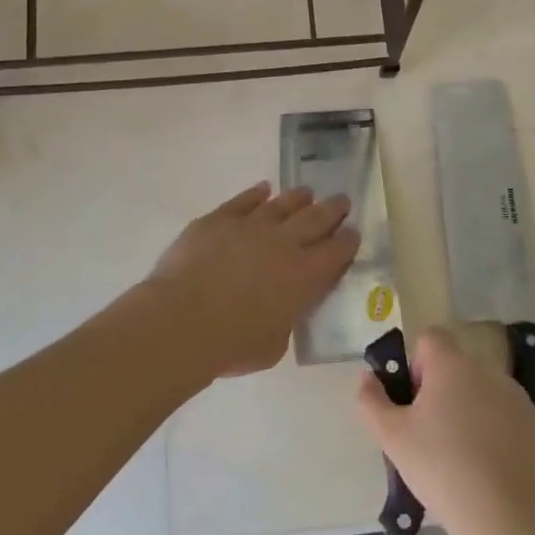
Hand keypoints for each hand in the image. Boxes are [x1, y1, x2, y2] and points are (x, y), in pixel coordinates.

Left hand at [145, 182, 359, 378]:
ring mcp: (250, 227)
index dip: (347, 241)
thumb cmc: (231, 344)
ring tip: (306, 193)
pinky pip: (243, 201)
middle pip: (315, 219)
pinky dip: (255, 194)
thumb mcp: (274, 344)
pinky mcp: (218, 220)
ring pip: (282, 204)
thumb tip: (281, 310)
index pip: (336, 252)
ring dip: (298, 198)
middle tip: (342, 201)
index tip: (353, 232)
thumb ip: (284, 321)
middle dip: (332, 209)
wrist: (181, 322)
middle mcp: (283, 243)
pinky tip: (262, 189)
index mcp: (304, 276)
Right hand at [356, 328, 534, 534]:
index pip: (430, 338)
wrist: (503, 514)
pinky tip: (488, 464)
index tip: (414, 401)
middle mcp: (486, 370)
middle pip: (455, 366)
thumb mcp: (392, 437)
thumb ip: (371, 400)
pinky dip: (495, 429)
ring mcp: (516, 395)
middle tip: (430, 433)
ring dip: (469, 408)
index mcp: (451, 365)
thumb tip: (367, 377)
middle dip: (441, 391)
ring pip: (482, 390)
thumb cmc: (440, 467)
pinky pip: (506, 414)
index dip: (417, 364)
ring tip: (461, 454)